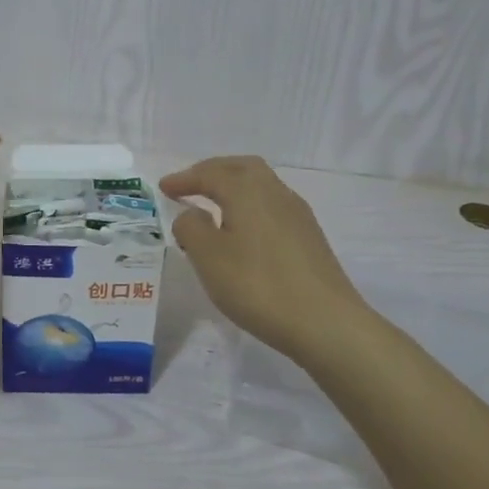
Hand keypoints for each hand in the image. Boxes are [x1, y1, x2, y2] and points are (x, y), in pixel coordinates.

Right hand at [160, 156, 367, 360]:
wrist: (324, 321)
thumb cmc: (258, 285)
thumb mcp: (208, 257)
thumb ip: (191, 228)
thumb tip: (192, 214)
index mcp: (247, 191)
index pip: (210, 174)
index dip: (184, 179)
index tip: (164, 187)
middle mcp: (275, 193)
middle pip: (241, 168)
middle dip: (213, 171)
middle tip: (191, 185)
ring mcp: (297, 214)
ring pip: (261, 185)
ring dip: (234, 187)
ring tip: (213, 206)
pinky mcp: (309, 236)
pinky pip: (272, 206)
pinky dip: (250, 206)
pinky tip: (243, 230)